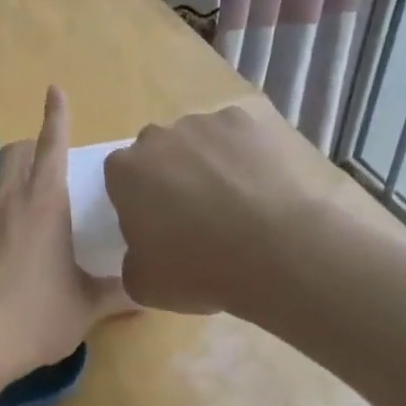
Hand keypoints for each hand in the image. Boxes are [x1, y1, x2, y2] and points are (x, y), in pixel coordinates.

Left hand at [0, 86, 132, 376]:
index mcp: (43, 203)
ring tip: (37, 204)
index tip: (55, 89)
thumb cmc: (35, 315)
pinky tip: (14, 241)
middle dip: (32, 145)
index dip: (56, 116)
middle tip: (52, 163)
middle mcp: (8, 200)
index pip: (50, 145)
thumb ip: (118, 293)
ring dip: (16, 176)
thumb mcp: (86, 307)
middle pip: (14, 151)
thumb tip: (147, 290)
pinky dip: (2, 208)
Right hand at [104, 99, 338, 315]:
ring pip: (204, 140)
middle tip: (198, 216)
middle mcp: (162, 135)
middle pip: (161, 152)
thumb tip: (143, 252)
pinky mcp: (258, 119)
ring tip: (242, 203)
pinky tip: (271, 187)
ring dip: (213, 163)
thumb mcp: (145, 286)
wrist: (284, 251)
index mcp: (126, 170)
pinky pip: (247, 137)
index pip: (121, 178)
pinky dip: (253, 156)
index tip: (158, 226)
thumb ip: (132, 260)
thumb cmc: (203, 270)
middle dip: (174, 176)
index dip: (139, 201)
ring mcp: (211, 122)